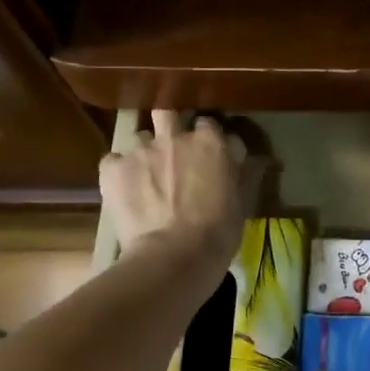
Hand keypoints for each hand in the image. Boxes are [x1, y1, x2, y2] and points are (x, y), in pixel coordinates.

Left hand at [99, 112, 249, 282]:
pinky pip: (113, 160)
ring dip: (145, 150)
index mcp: (210, 142)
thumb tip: (256, 160)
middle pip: (169, 113)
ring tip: (146, 174)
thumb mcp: (243, 203)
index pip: (209, 124)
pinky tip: (124, 188)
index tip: (208, 153)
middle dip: (170, 125)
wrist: (174, 257)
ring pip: (140, 136)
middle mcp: (175, 137)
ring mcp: (141, 150)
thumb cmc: (218, 232)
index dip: (207, 138)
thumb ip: (245, 174)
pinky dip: (119, 170)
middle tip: (173, 148)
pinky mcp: (114, 168)